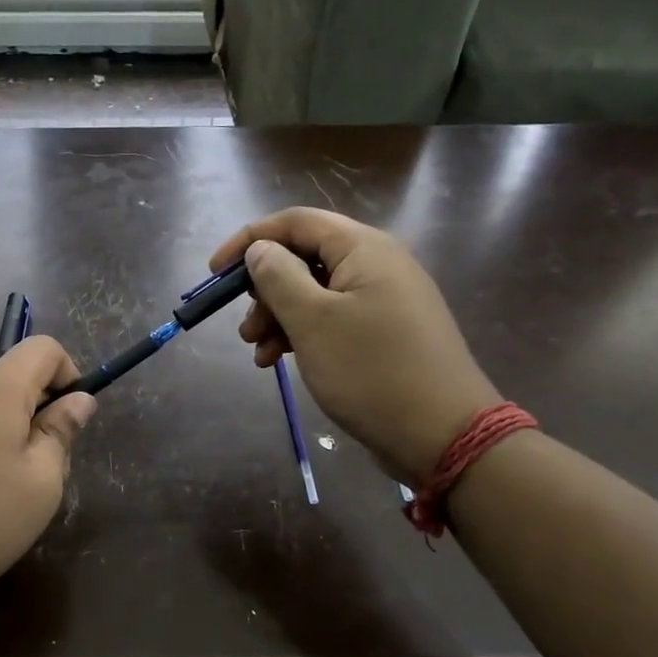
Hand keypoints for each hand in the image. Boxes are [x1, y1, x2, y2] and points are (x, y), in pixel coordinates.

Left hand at [0, 336, 96, 610]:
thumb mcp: (40, 483)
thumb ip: (61, 432)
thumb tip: (79, 400)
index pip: (43, 348)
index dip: (69, 374)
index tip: (70, 419)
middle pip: (13, 377)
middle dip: (38, 411)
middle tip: (43, 469)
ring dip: (9, 431)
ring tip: (7, 489)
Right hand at [210, 207, 499, 481]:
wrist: (443, 434)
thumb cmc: (371, 371)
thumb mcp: (313, 322)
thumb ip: (279, 278)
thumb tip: (260, 250)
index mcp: (363, 248)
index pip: (295, 222)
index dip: (250, 240)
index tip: (214, 273)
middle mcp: (377, 264)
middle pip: (304, 259)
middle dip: (265, 290)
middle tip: (244, 328)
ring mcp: (384, 300)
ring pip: (315, 293)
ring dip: (279, 317)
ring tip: (258, 353)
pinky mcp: (385, 332)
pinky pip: (333, 319)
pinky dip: (303, 335)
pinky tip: (279, 362)